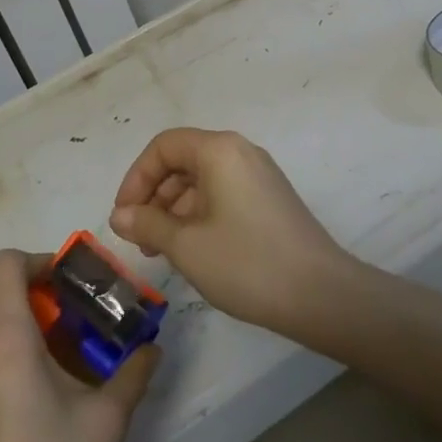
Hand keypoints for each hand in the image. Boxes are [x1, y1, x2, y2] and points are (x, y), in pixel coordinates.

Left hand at [0, 249, 158, 441]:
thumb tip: (153, 346)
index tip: (61, 284)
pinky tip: (8, 393)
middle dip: (13, 279)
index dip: (33, 261)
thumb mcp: (107, 419)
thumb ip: (134, 371)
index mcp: (5, 341)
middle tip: (49, 306)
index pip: (3, 264)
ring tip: (32, 352)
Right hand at [110, 128, 354, 335]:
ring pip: (202, 180)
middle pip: (183, 161)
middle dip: (154, 196)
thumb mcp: (186, 245)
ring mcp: (259, 175)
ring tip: (163, 251)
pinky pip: (223, 194)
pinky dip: (200, 215)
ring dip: (175, 210)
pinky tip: (193, 251)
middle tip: (140, 239)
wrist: (320, 295)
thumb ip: (147, 224)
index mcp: (219, 150)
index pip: (163, 147)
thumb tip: (120, 215)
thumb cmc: (246, 263)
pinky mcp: (270, 199)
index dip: (136, 178)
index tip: (123, 216)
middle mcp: (240, 152)